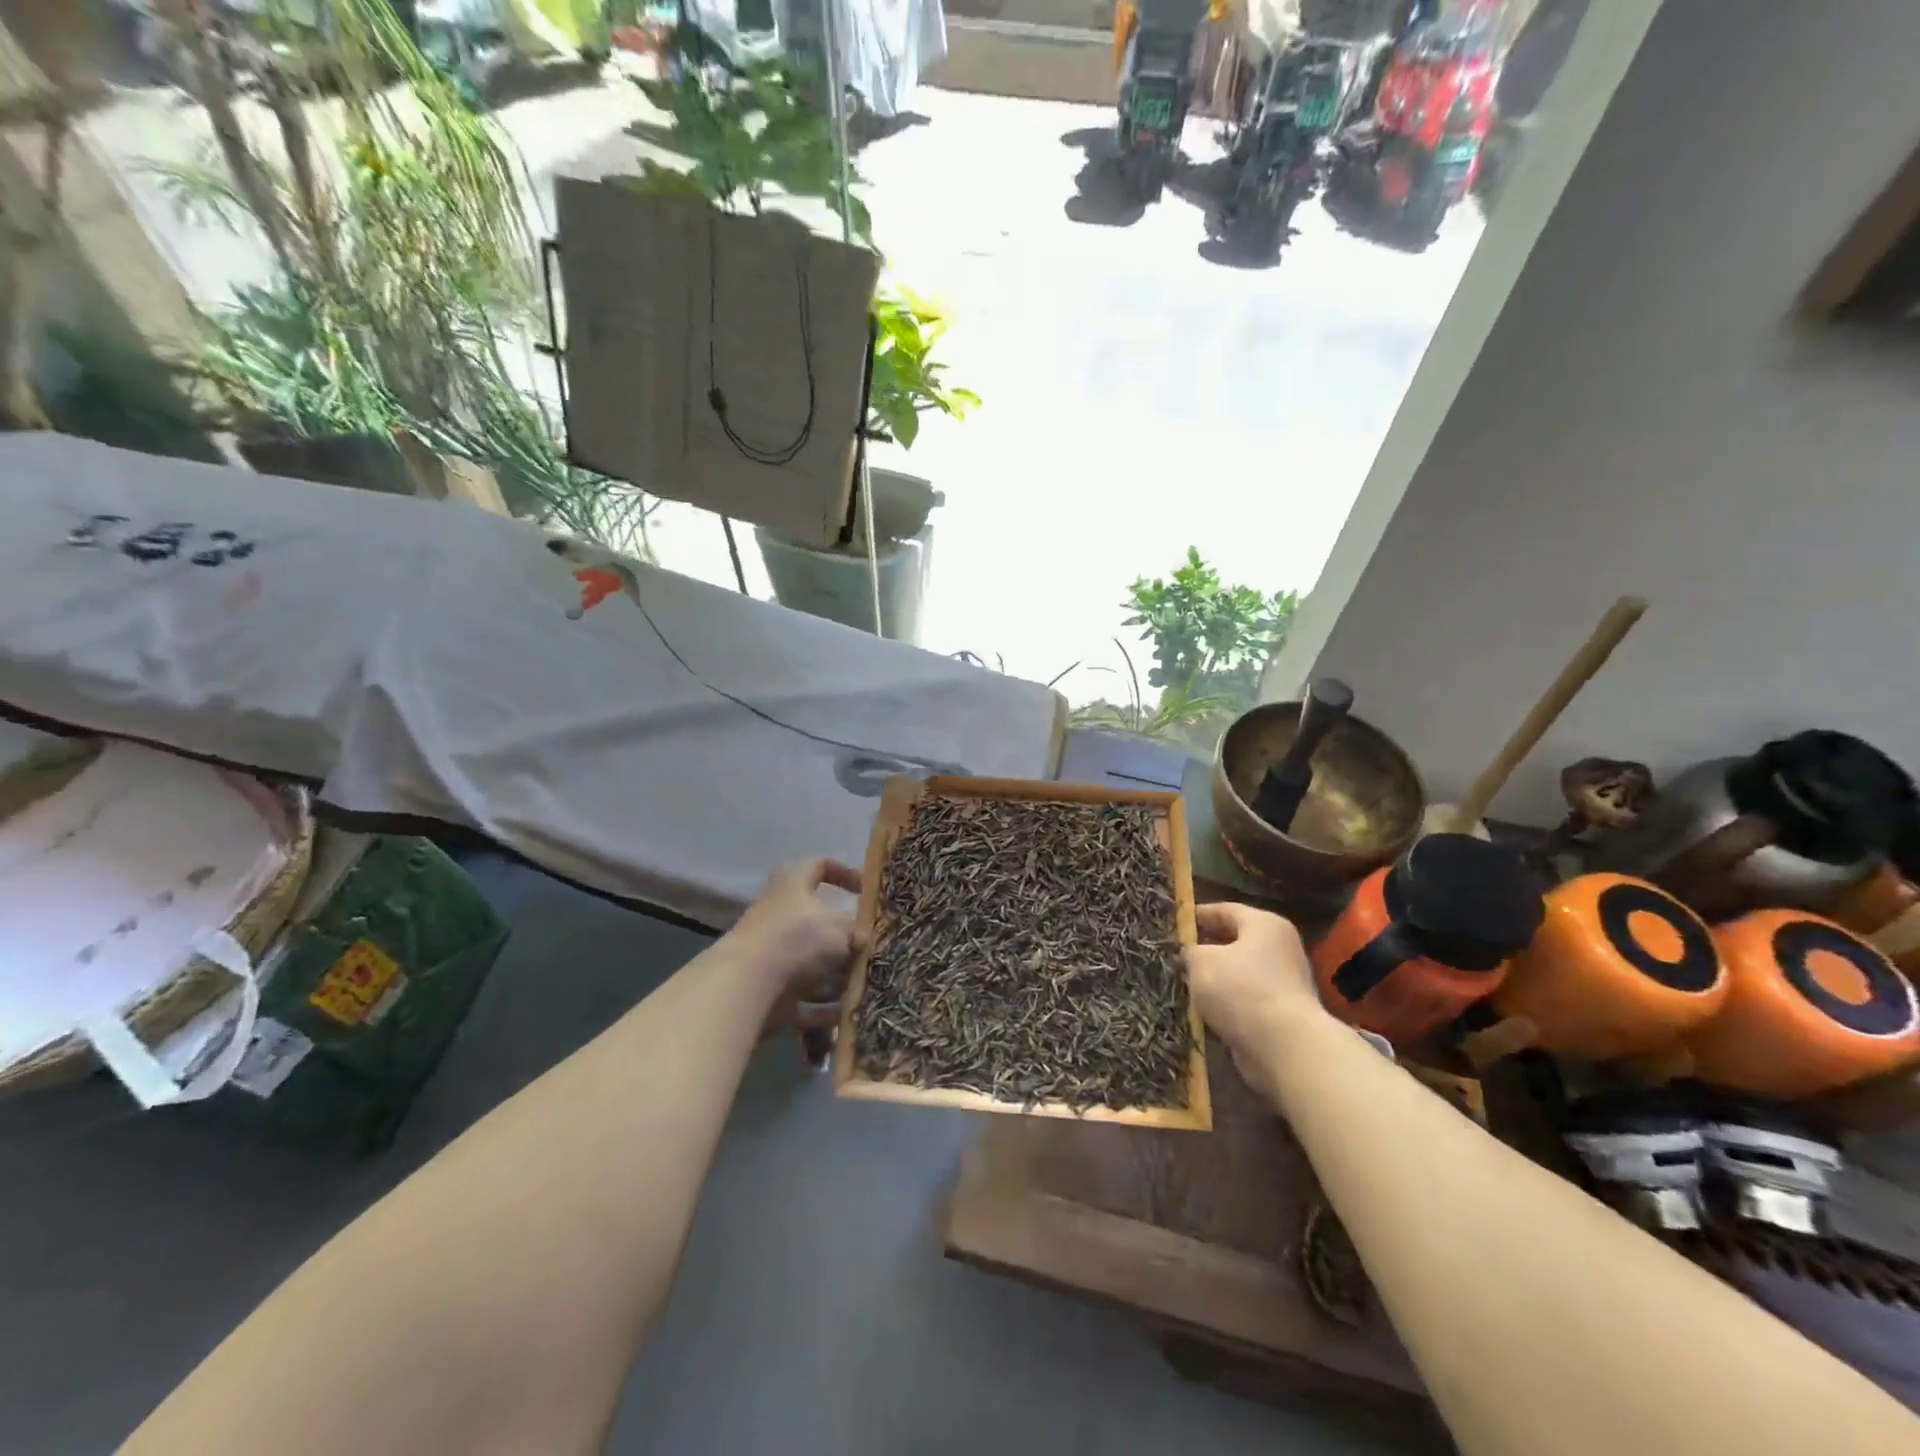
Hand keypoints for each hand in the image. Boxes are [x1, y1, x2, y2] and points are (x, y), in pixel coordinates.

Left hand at [729, 858, 864, 1030]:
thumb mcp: (841, 929)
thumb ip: (858, 932)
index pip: (818, 865)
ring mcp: (770, 954)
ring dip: (836, 976)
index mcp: (793, 886)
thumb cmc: (798, 940)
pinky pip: (802, 999)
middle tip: (869, 947)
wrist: (748, 985)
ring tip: (865, 986)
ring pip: (810, 963)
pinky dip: (823, 1009)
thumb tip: (865, 940)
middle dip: (844, 937)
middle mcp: (778, 915)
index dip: (843, 873)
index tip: (865, 891)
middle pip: (816, 921)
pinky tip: (847, 1016)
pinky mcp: (767, 990)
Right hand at [1186, 903, 1330, 1081]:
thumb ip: (1190, 951)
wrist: (1285, 1048)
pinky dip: (1226, 1005)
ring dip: (1214, 980)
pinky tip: (1202, 1012)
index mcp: (1265, 925)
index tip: (1174, 923)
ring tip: (1184, 984)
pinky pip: (1245, 1002)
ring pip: (1239, 974)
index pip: (1225, 910)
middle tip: (1176, 955)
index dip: (1198, 915)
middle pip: (1235, 942)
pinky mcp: (1282, 1015)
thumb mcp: (1201, 961)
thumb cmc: (1241, 990)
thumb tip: (1190, 953)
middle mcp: (1280, 949)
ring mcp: (1285, 984)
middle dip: (1205, 949)